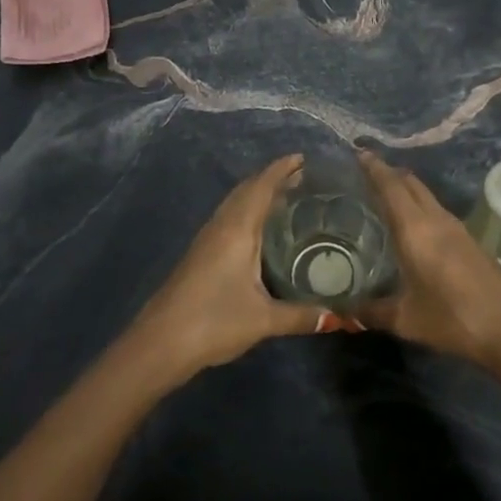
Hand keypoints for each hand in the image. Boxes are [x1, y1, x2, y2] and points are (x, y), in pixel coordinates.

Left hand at [133, 154, 329, 382]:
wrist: (160, 343)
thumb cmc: (214, 321)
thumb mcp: (264, 320)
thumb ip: (301, 315)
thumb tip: (340, 317)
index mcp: (237, 229)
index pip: (261, 187)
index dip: (281, 169)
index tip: (303, 158)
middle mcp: (221, 226)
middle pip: (247, 190)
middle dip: (273, 179)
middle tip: (303, 177)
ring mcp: (207, 239)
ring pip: (235, 204)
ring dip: (258, 194)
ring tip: (286, 198)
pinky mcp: (201, 254)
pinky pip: (229, 219)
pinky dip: (248, 211)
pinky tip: (260, 230)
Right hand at [357, 151, 500, 368]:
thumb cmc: (453, 318)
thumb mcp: (406, 319)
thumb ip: (373, 312)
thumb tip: (346, 311)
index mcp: (415, 229)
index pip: (391, 187)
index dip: (375, 168)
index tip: (360, 152)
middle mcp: (436, 219)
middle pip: (411, 184)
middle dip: (390, 174)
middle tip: (368, 173)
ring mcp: (456, 228)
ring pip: (426, 196)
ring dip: (407, 190)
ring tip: (386, 197)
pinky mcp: (469, 241)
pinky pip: (437, 211)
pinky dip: (420, 207)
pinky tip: (413, 226)